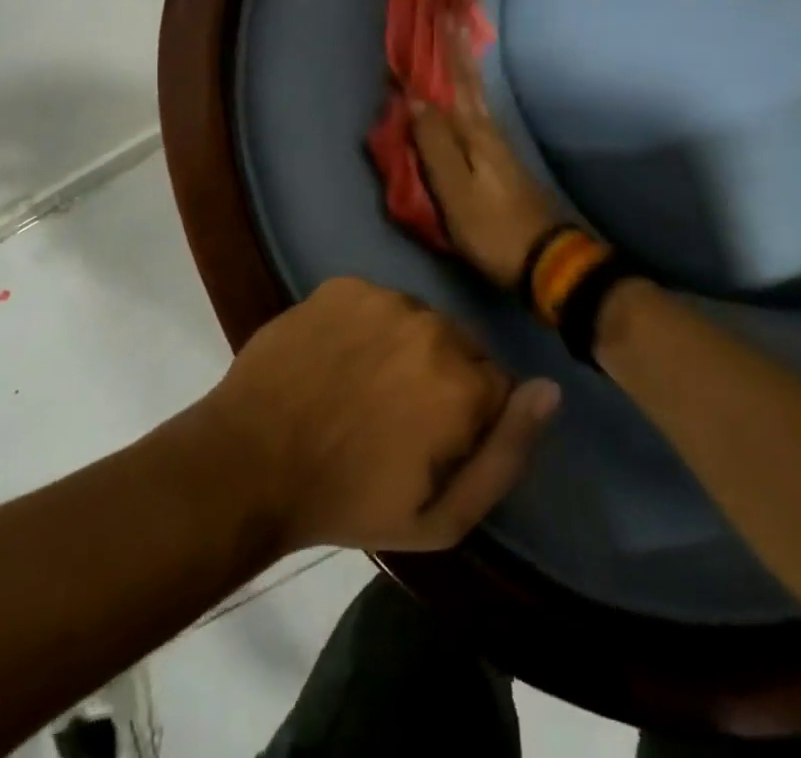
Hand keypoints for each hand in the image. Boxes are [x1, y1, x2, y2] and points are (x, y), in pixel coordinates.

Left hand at [206, 278, 558, 552]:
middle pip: (460, 347)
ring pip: (418, 321)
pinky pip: (375, 302)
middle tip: (396, 416)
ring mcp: (382, 298)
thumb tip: (550, 390)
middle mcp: (432, 325)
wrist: (250, 459)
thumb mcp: (442, 517)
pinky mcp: (343, 284)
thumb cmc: (349, 500)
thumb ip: (508, 454)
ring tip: (363, 385)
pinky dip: (366, 326)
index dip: (471, 417)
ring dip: (405, 347)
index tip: (436, 440)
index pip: (498, 385)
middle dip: (442, 378)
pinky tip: (338, 357)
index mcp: (463, 382)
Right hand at [410, 17, 558, 290]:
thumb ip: (434, 145)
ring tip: (455, 47)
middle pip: (469, 84)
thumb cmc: (493, 228)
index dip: (445, 51)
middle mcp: (489, 131)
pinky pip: (478, 116)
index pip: (454, 83)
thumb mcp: (455, 191)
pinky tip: (467, 99)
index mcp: (475, 134)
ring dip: (464, 70)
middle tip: (451, 17)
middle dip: (457, 51)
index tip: (439, 14)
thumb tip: (415, 98)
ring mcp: (499, 147)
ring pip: (476, 97)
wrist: (546, 261)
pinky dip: (469, 97)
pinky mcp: (501, 163)